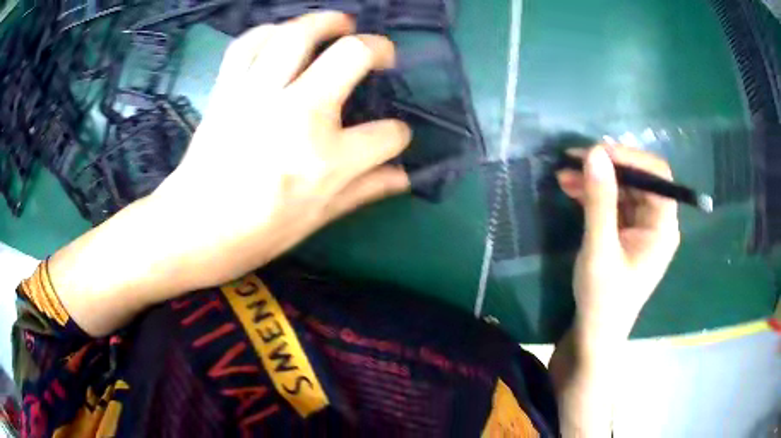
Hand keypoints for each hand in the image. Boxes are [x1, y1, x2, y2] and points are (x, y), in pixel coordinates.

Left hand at [152, 12, 410, 286]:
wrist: (191, 231)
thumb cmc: (254, 235)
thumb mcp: (316, 219)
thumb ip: (363, 190)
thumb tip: (403, 176)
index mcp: (325, 159)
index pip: (387, 135)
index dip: (398, 135)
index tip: (393, 137)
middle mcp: (297, 115)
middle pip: (351, 55)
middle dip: (378, 48)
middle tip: (381, 53)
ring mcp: (258, 95)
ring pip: (298, 34)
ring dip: (326, 21)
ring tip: (340, 23)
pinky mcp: (227, 89)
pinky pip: (249, 43)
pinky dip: (269, 32)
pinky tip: (281, 36)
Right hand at [557, 145, 679, 345]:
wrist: (594, 334)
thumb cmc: (603, 299)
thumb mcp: (600, 249)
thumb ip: (599, 201)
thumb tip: (595, 153)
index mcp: (662, 227)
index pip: (656, 176)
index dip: (630, 158)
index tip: (597, 153)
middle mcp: (656, 222)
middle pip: (638, 178)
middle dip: (607, 166)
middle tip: (573, 159)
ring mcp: (641, 227)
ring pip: (623, 188)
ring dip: (596, 178)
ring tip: (564, 173)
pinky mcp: (626, 232)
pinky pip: (613, 203)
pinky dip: (593, 193)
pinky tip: (570, 187)